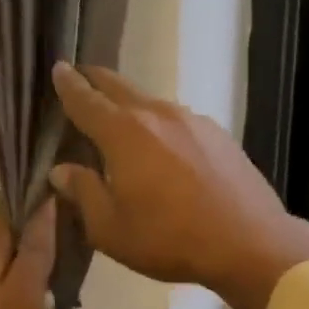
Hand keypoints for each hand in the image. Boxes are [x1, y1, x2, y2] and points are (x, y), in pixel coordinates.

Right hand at [48, 62, 308, 308]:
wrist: (250, 240)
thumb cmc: (170, 239)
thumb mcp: (111, 229)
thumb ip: (84, 193)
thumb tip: (62, 170)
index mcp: (124, 133)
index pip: (86, 100)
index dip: (68, 85)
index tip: (58, 68)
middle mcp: (159, 114)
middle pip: (120, 87)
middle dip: (97, 81)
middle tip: (82, 79)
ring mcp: (194, 121)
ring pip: (152, 103)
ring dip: (131, 105)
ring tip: (122, 119)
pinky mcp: (220, 134)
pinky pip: (179, 121)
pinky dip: (161, 124)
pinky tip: (165, 146)